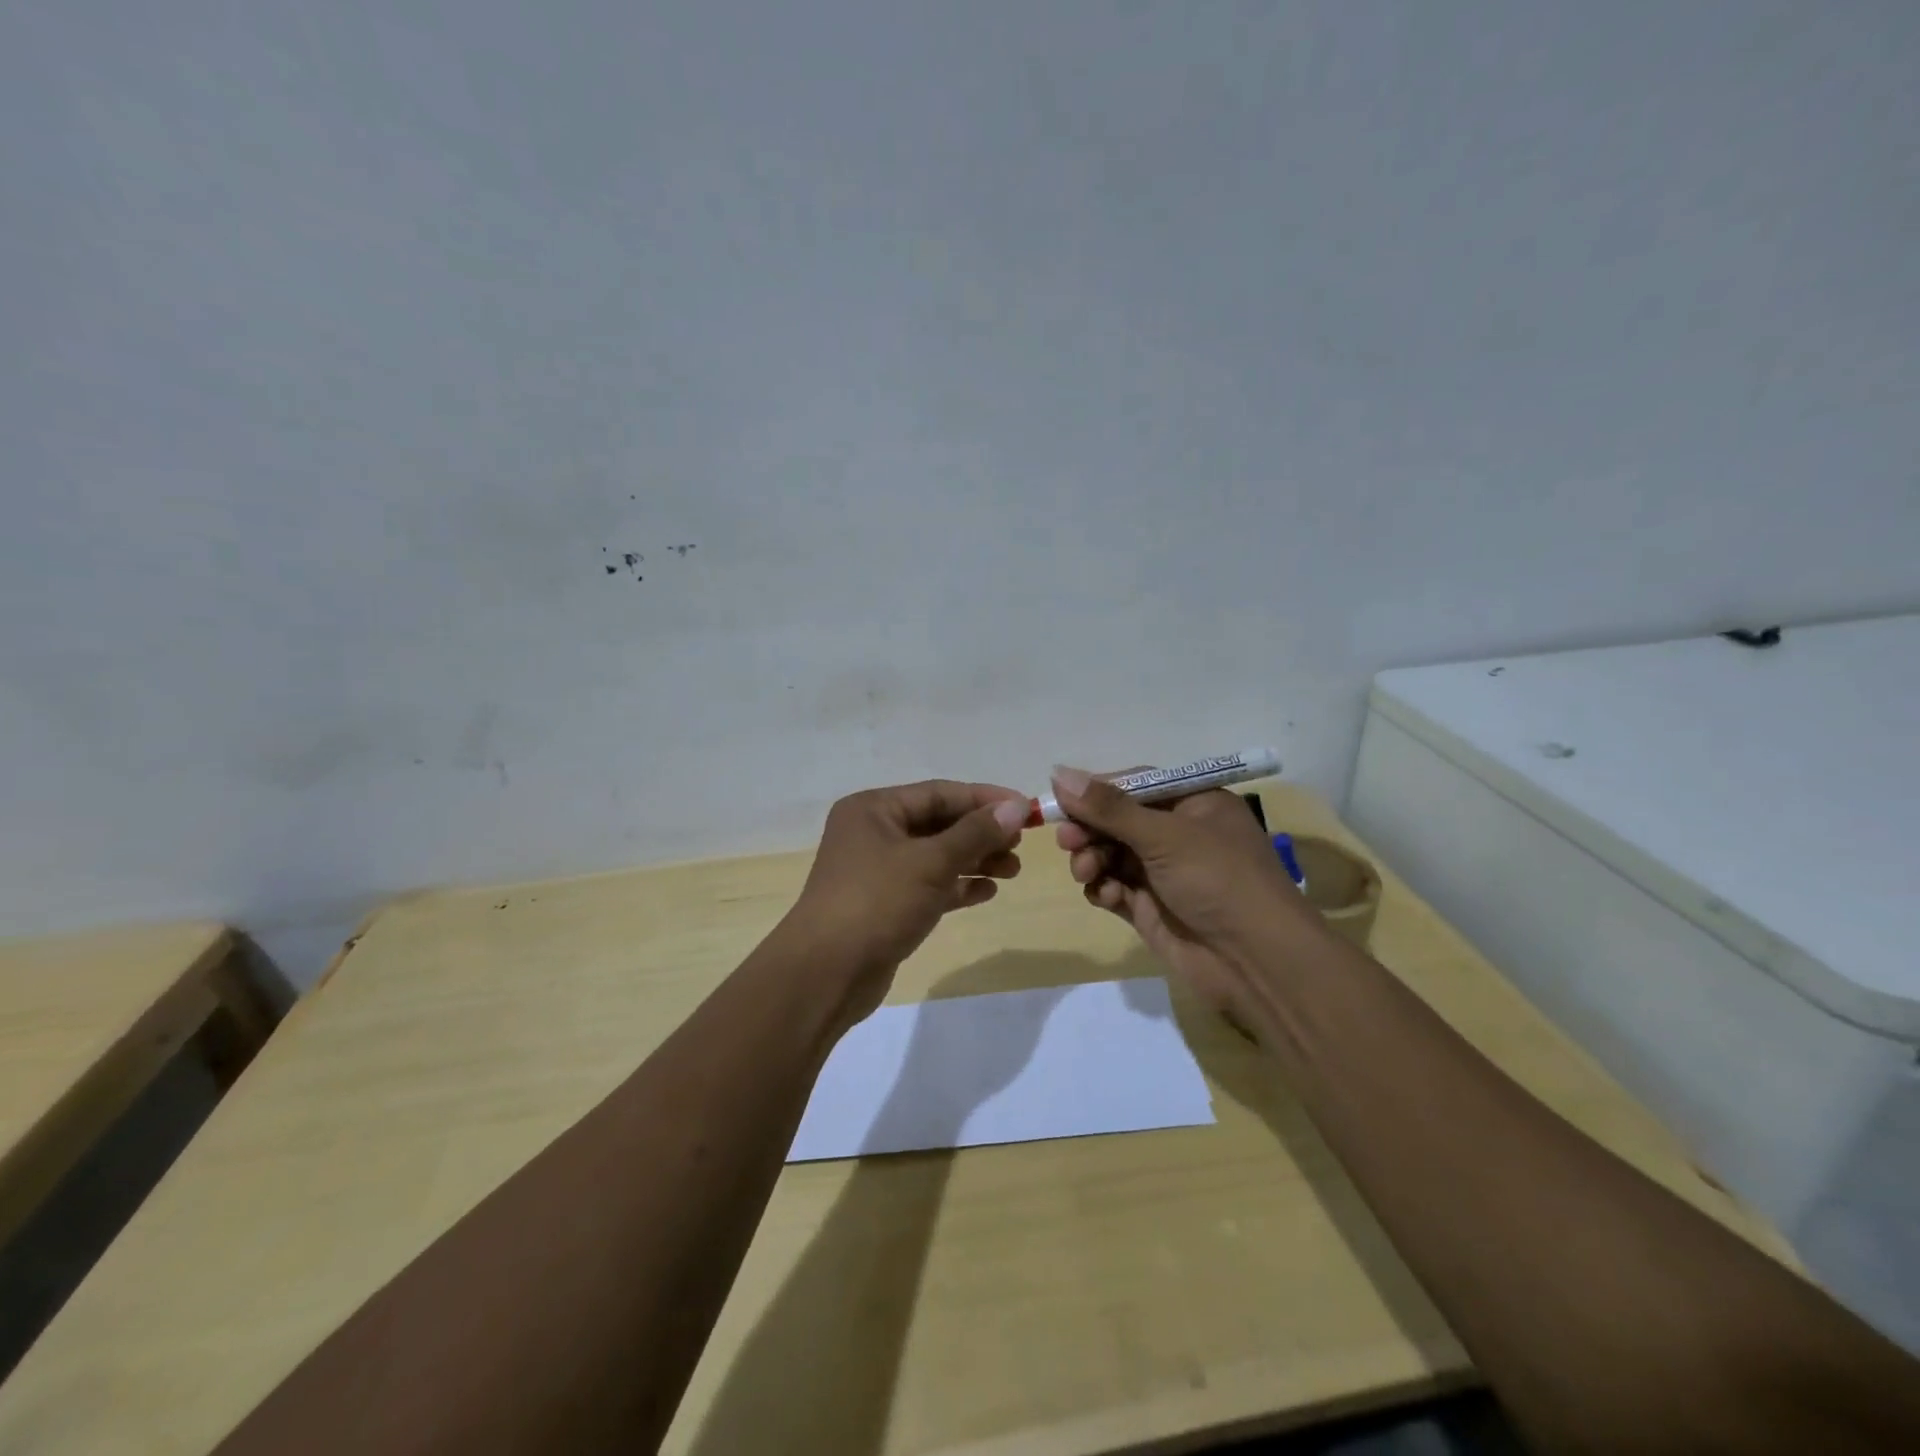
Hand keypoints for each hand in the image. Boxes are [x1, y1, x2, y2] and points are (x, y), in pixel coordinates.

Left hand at [782, 780, 1029, 1024]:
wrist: (826, 974)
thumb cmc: (876, 903)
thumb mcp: (930, 862)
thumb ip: (975, 833)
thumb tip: (1016, 807)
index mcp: (874, 809)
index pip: (939, 793)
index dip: (985, 799)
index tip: (1026, 809)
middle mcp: (874, 833)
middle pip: (939, 823)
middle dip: (982, 833)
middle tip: (1021, 845)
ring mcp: (878, 870)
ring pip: (936, 856)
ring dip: (975, 860)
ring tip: (1013, 870)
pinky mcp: (886, 904)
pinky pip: (929, 885)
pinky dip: (957, 886)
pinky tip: (988, 892)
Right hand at [1051, 766, 1320, 1034]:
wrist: (1257, 964)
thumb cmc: (1218, 881)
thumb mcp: (1165, 836)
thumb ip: (1108, 808)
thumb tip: (1058, 772)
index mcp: (1194, 804)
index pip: (1134, 785)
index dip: (1096, 791)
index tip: (1060, 800)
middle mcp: (1178, 834)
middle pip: (1117, 820)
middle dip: (1089, 830)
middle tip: (1067, 841)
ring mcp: (1164, 873)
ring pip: (1110, 855)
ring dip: (1091, 860)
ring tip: (1086, 873)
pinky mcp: (1152, 908)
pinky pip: (1114, 888)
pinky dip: (1105, 889)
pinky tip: (1108, 897)